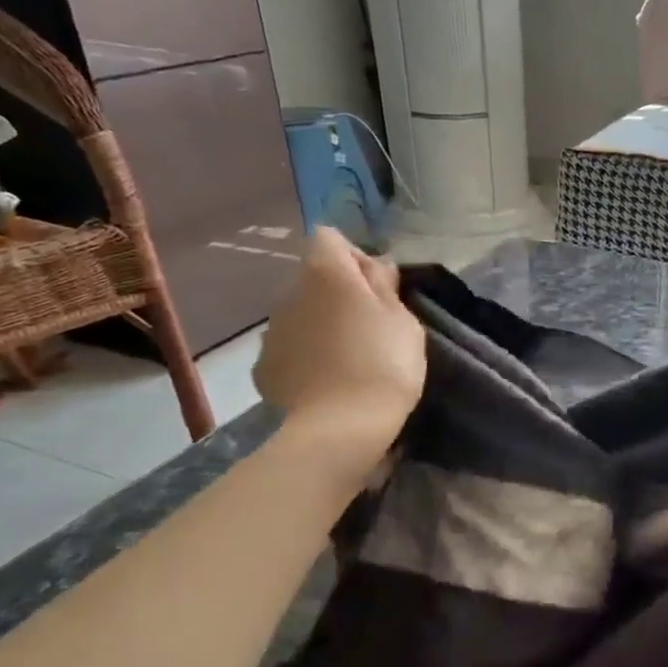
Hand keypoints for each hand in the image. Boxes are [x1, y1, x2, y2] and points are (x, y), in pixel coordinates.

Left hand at [254, 228, 425, 458]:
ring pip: (300, 314)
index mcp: (325, 273)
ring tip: (349, 359)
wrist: (342, 427)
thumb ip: (385, 286)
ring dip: (321, 325)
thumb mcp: (404, 321)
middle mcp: (289, 292)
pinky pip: (289, 348)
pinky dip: (306, 357)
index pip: (329, 238)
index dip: (355, 258)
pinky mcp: (264, 367)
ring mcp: (271, 331)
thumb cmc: (384, 365)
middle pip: (314, 278)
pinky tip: (327, 381)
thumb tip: (374, 265)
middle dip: (338, 294)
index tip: (377, 289)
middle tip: (369, 328)